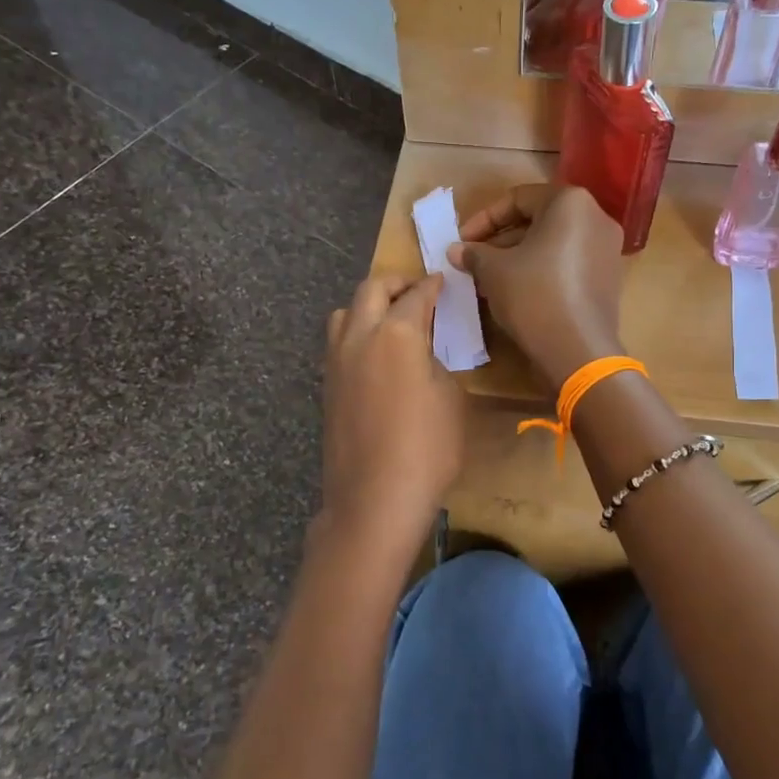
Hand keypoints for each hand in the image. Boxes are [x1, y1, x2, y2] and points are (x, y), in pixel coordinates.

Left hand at [319, 273, 463, 558]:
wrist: (374, 498)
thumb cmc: (426, 448)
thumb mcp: (451, 399)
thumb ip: (436, 363)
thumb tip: (421, 354)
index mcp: (396, 333)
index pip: (417, 296)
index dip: (433, 286)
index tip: (442, 280)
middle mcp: (360, 336)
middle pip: (371, 290)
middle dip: (395, 283)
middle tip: (415, 289)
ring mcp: (337, 361)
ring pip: (344, 313)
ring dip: (367, 305)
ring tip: (389, 319)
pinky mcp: (327, 385)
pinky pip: (338, 342)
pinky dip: (355, 332)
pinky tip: (374, 354)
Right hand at [448, 185, 626, 389]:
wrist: (577, 351)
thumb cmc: (533, 296)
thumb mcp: (493, 271)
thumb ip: (474, 253)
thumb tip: (456, 250)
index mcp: (570, 202)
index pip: (518, 199)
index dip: (483, 219)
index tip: (461, 241)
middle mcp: (595, 218)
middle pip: (538, 219)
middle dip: (501, 239)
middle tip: (474, 261)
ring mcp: (607, 249)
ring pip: (552, 243)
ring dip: (518, 256)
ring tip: (489, 279)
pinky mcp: (608, 278)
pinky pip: (568, 262)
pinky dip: (541, 270)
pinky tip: (516, 291)